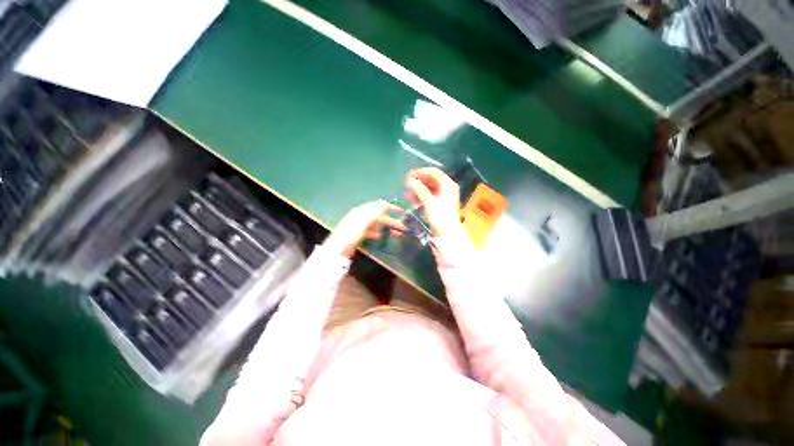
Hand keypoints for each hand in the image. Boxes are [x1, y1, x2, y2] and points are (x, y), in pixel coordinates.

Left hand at [325, 200, 405, 257]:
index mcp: (362, 211)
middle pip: (379, 216)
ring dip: (386, 228)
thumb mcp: (363, 221)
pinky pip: (371, 231)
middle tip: (403, 227)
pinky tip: (380, 236)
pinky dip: (377, 233)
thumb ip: (374, 212)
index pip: (379, 206)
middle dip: (391, 221)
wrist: (338, 249)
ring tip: (395, 234)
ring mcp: (359, 225)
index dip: (390, 207)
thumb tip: (383, 202)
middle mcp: (361, 215)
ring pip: (376, 224)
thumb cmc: (351, 233)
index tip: (401, 211)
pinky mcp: (359, 233)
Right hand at [405, 167, 460, 236]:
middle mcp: (446, 188)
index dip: (421, 172)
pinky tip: (412, 200)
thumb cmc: (440, 217)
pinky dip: (420, 196)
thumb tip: (409, 179)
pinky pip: (428, 195)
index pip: (433, 172)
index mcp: (448, 185)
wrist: (447, 234)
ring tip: (407, 195)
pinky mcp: (439, 202)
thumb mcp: (429, 203)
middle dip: (418, 182)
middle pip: (430, 179)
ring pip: (428, 188)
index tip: (409, 175)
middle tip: (406, 185)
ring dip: (417, 189)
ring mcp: (443, 195)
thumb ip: (419, 190)